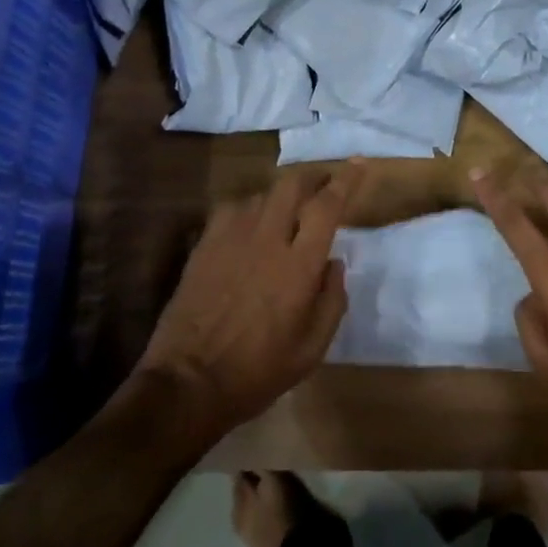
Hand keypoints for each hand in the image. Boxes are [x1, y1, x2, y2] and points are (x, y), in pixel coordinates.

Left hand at [134, 163, 363, 439]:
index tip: (359, 163)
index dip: (346, 180)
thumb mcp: (311, 349)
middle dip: (313, 176)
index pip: (327, 206)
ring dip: (281, 196)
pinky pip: (232, 209)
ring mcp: (231, 238)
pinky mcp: (204, 245)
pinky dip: (249, 208)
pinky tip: (250, 225)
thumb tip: (335, 262)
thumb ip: (332, 301)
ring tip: (287, 211)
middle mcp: (267, 239)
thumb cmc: (257, 371)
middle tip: (324, 183)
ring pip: (262, 195)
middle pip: (292, 185)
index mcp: (298, 265)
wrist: (188, 382)